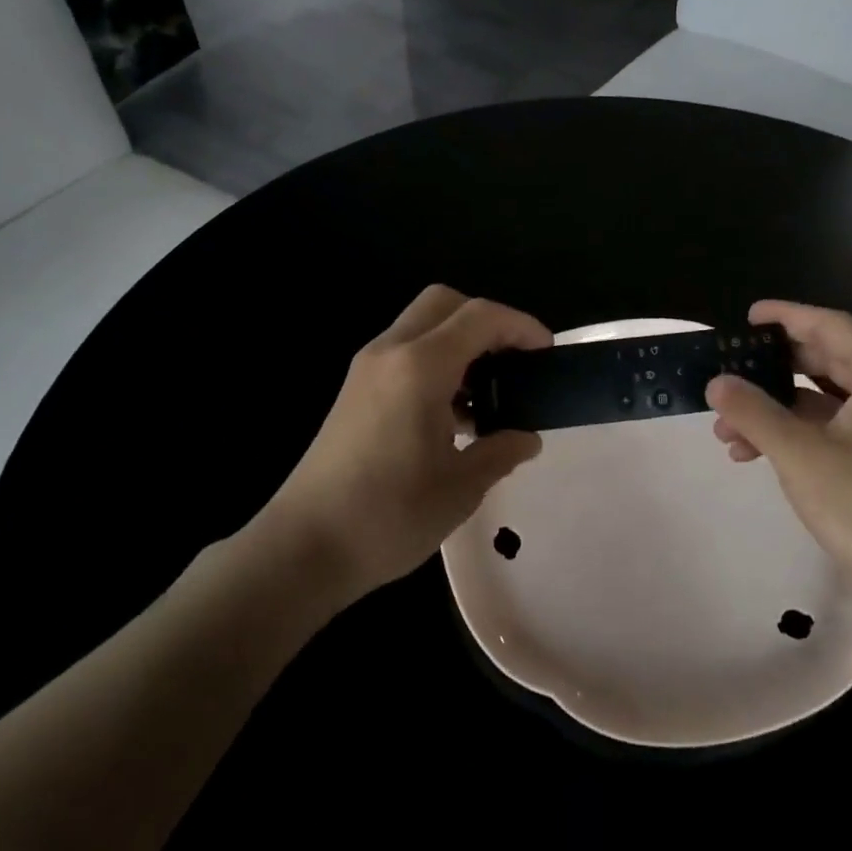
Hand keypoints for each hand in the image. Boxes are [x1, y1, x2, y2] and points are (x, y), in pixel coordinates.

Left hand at [258, 285, 549, 607]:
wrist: (304, 547)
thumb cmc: (389, 516)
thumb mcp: (461, 487)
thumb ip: (500, 451)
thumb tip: (526, 438)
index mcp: (419, 367)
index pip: (479, 317)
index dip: (520, 326)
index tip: (546, 354)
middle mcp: (389, 353)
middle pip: (444, 303)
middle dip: (486, 322)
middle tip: (513, 363)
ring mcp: (365, 370)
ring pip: (420, 327)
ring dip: (458, 344)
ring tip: (486, 397)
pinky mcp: (354, 392)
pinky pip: (402, 354)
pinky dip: (434, 363)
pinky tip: (450, 416)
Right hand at [707, 301, 851, 638]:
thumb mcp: (801, 453)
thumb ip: (754, 412)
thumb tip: (716, 381)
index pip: (830, 326)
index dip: (786, 316)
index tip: (746, 317)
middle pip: (825, 361)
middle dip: (771, 368)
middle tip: (728, 369)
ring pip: (820, 402)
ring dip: (773, 408)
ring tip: (725, 427)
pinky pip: (826, 433)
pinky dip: (790, 436)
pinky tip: (751, 453)